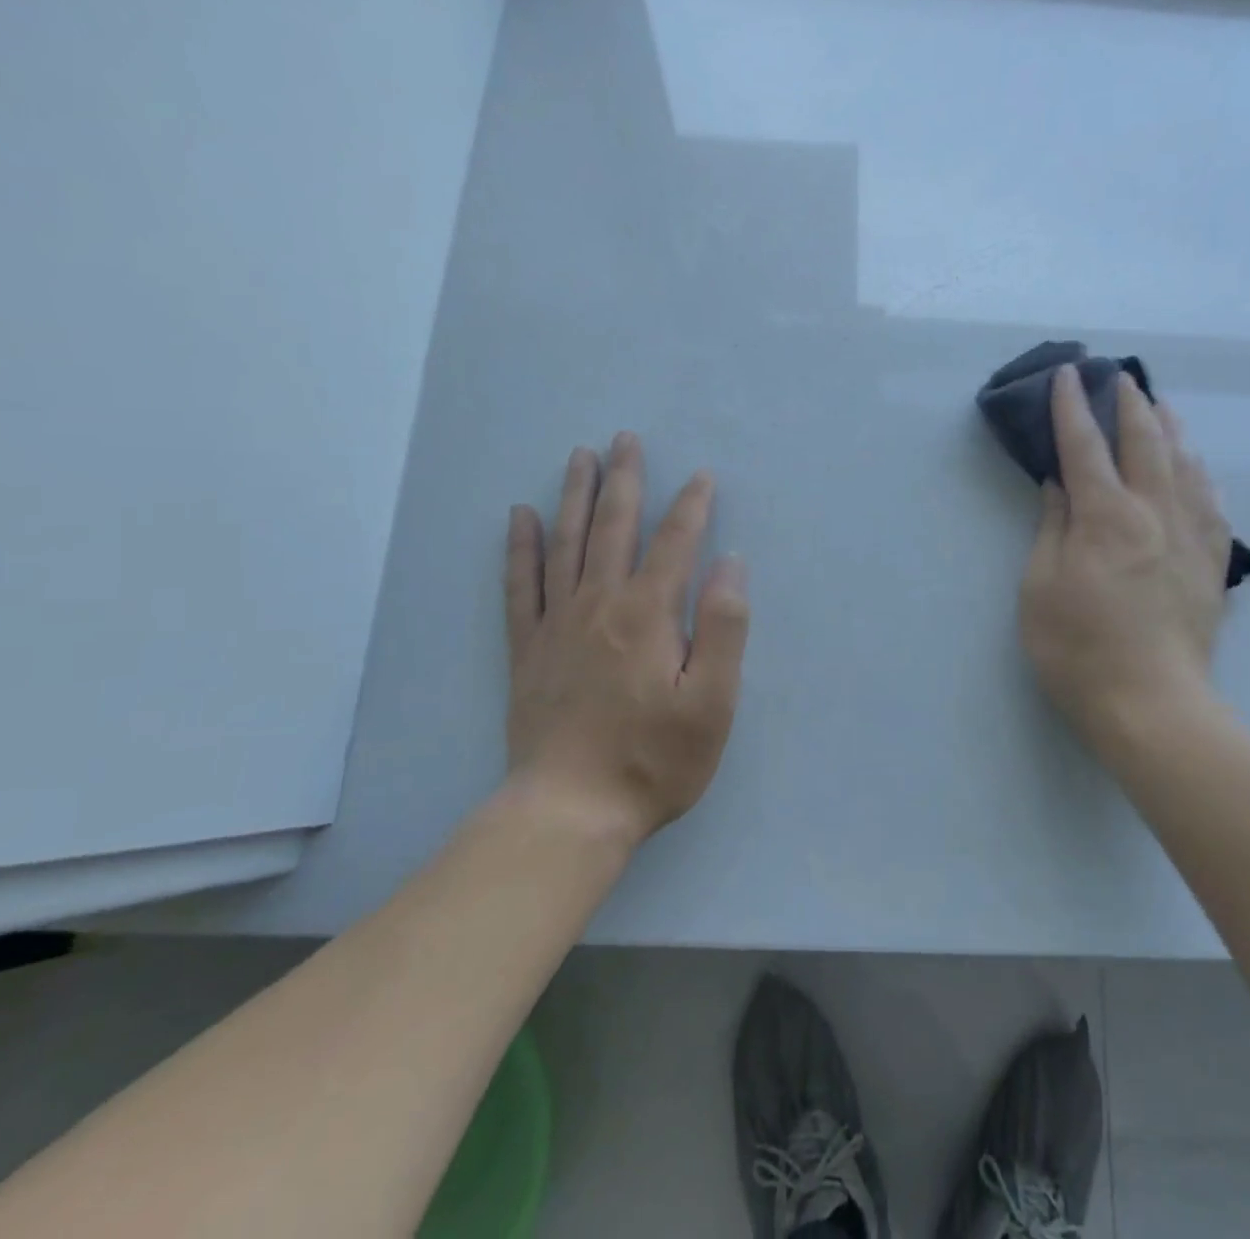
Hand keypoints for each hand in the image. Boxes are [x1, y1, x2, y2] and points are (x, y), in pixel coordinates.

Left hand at [503, 433, 750, 846]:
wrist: (569, 811)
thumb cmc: (654, 759)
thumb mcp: (713, 701)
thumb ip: (724, 627)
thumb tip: (730, 562)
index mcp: (648, 614)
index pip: (675, 542)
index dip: (692, 505)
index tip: (702, 475)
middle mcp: (600, 604)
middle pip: (613, 527)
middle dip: (625, 480)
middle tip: (626, 439)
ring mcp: (557, 624)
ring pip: (566, 543)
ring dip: (575, 495)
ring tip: (580, 457)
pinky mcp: (527, 649)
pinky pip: (520, 585)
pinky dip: (521, 547)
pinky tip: (521, 517)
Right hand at [1019, 365, 1232, 762]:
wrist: (1152, 705)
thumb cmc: (1078, 649)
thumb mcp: (1040, 589)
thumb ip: (1052, 528)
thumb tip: (1060, 484)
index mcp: (1106, 517)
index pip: (1085, 447)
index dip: (1071, 408)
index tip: (1066, 375)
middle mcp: (1155, 513)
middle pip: (1144, 442)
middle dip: (1128, 403)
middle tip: (1117, 376)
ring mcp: (1191, 536)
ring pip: (1184, 464)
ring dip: (1168, 427)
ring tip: (1158, 405)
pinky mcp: (1212, 562)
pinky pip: (1211, 501)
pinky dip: (1199, 473)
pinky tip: (1195, 465)